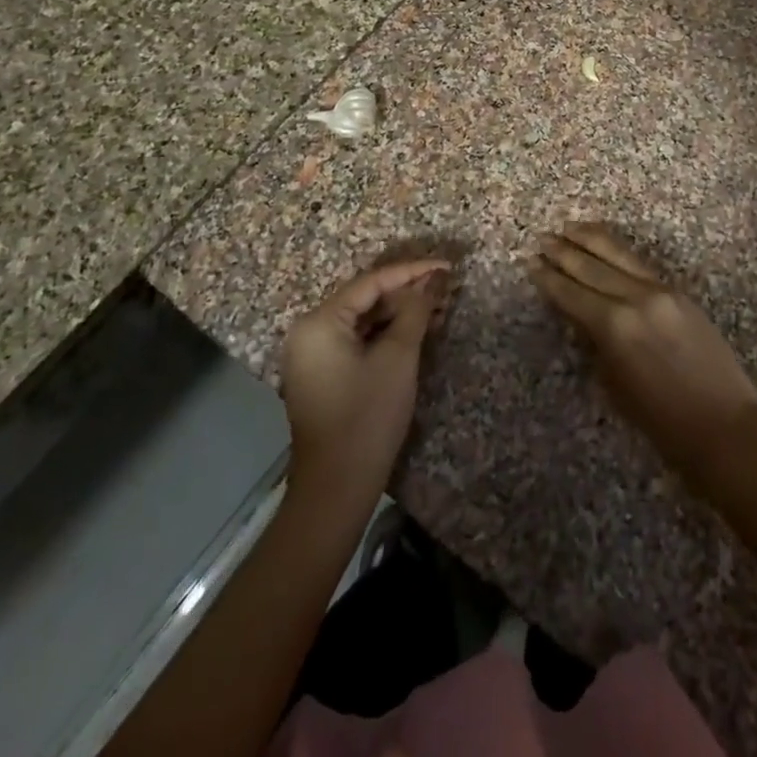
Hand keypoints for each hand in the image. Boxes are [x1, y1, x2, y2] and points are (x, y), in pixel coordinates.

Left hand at [281, 259, 451, 505]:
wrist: (336, 490)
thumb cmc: (367, 417)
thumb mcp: (398, 357)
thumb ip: (416, 310)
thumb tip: (435, 279)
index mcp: (319, 322)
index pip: (372, 282)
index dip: (412, 271)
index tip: (447, 266)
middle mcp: (309, 331)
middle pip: (365, 298)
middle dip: (407, 293)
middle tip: (446, 289)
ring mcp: (313, 354)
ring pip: (363, 319)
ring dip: (399, 313)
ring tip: (439, 307)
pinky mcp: (322, 374)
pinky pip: (356, 339)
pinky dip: (385, 334)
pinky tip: (416, 331)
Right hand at [527, 224, 756, 486]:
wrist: (723, 426)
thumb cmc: (662, 422)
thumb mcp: (615, 385)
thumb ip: (597, 343)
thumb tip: (583, 318)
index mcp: (614, 326)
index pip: (572, 294)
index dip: (549, 279)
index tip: (531, 262)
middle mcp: (635, 298)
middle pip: (592, 267)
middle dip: (565, 252)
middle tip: (543, 238)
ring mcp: (661, 291)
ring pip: (619, 256)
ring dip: (592, 240)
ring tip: (570, 227)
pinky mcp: (679, 293)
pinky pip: (640, 265)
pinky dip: (619, 252)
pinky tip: (608, 247)